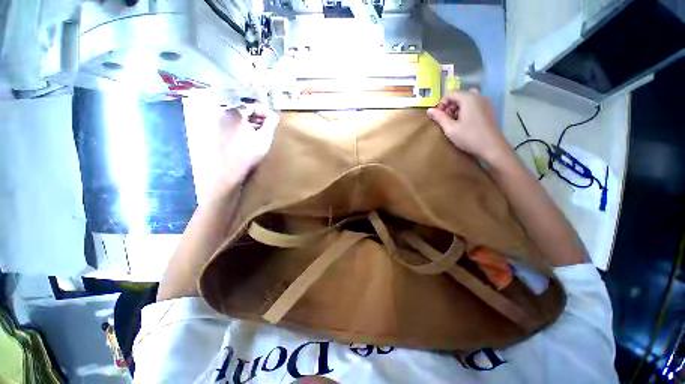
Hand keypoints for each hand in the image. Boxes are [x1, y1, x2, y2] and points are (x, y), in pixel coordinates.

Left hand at [216, 104, 278, 191]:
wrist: (227, 170)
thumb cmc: (248, 152)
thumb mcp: (264, 137)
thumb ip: (271, 124)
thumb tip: (275, 116)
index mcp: (234, 113)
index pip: (252, 106)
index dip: (265, 112)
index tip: (273, 118)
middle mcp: (223, 115)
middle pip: (243, 113)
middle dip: (257, 118)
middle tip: (268, 125)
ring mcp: (217, 125)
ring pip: (237, 120)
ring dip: (250, 124)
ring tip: (261, 132)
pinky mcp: (216, 135)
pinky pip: (232, 127)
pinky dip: (242, 129)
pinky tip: (249, 137)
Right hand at [427, 90, 511, 165]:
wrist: (491, 147)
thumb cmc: (469, 137)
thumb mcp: (450, 128)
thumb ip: (439, 117)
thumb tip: (429, 110)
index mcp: (468, 98)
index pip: (450, 93)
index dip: (441, 104)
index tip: (438, 117)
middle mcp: (478, 96)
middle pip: (459, 95)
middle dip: (449, 106)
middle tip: (446, 120)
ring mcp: (486, 102)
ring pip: (467, 100)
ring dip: (458, 108)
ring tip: (454, 122)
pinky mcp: (489, 110)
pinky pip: (475, 104)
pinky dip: (467, 110)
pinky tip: (465, 123)